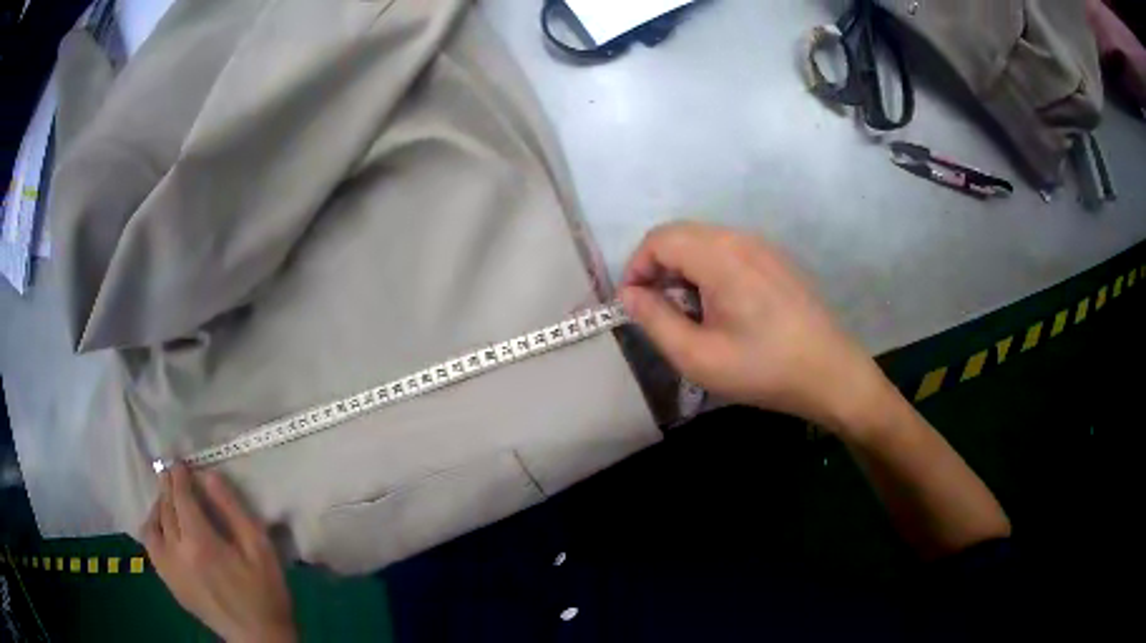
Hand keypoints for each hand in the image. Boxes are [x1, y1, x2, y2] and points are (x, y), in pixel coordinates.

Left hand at [143, 465, 295, 642]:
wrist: (258, 638)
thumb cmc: (265, 593)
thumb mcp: (260, 549)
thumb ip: (233, 510)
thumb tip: (209, 476)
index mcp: (200, 542)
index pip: (180, 497)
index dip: (179, 477)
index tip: (180, 463)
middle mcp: (177, 552)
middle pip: (165, 508)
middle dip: (168, 487)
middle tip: (173, 474)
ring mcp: (169, 569)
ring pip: (152, 526)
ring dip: (158, 507)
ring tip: (167, 501)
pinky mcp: (169, 583)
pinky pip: (150, 547)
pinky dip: (152, 529)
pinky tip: (162, 529)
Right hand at [620, 222, 891, 430]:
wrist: (830, 373)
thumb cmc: (762, 368)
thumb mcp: (697, 356)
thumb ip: (654, 320)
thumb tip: (629, 295)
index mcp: (720, 255)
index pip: (659, 239)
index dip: (636, 268)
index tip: (632, 305)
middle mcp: (741, 239)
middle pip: (681, 235)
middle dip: (658, 269)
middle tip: (657, 312)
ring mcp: (762, 247)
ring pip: (704, 242)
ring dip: (683, 270)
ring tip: (688, 314)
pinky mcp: (775, 260)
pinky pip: (728, 252)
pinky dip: (708, 271)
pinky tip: (720, 309)